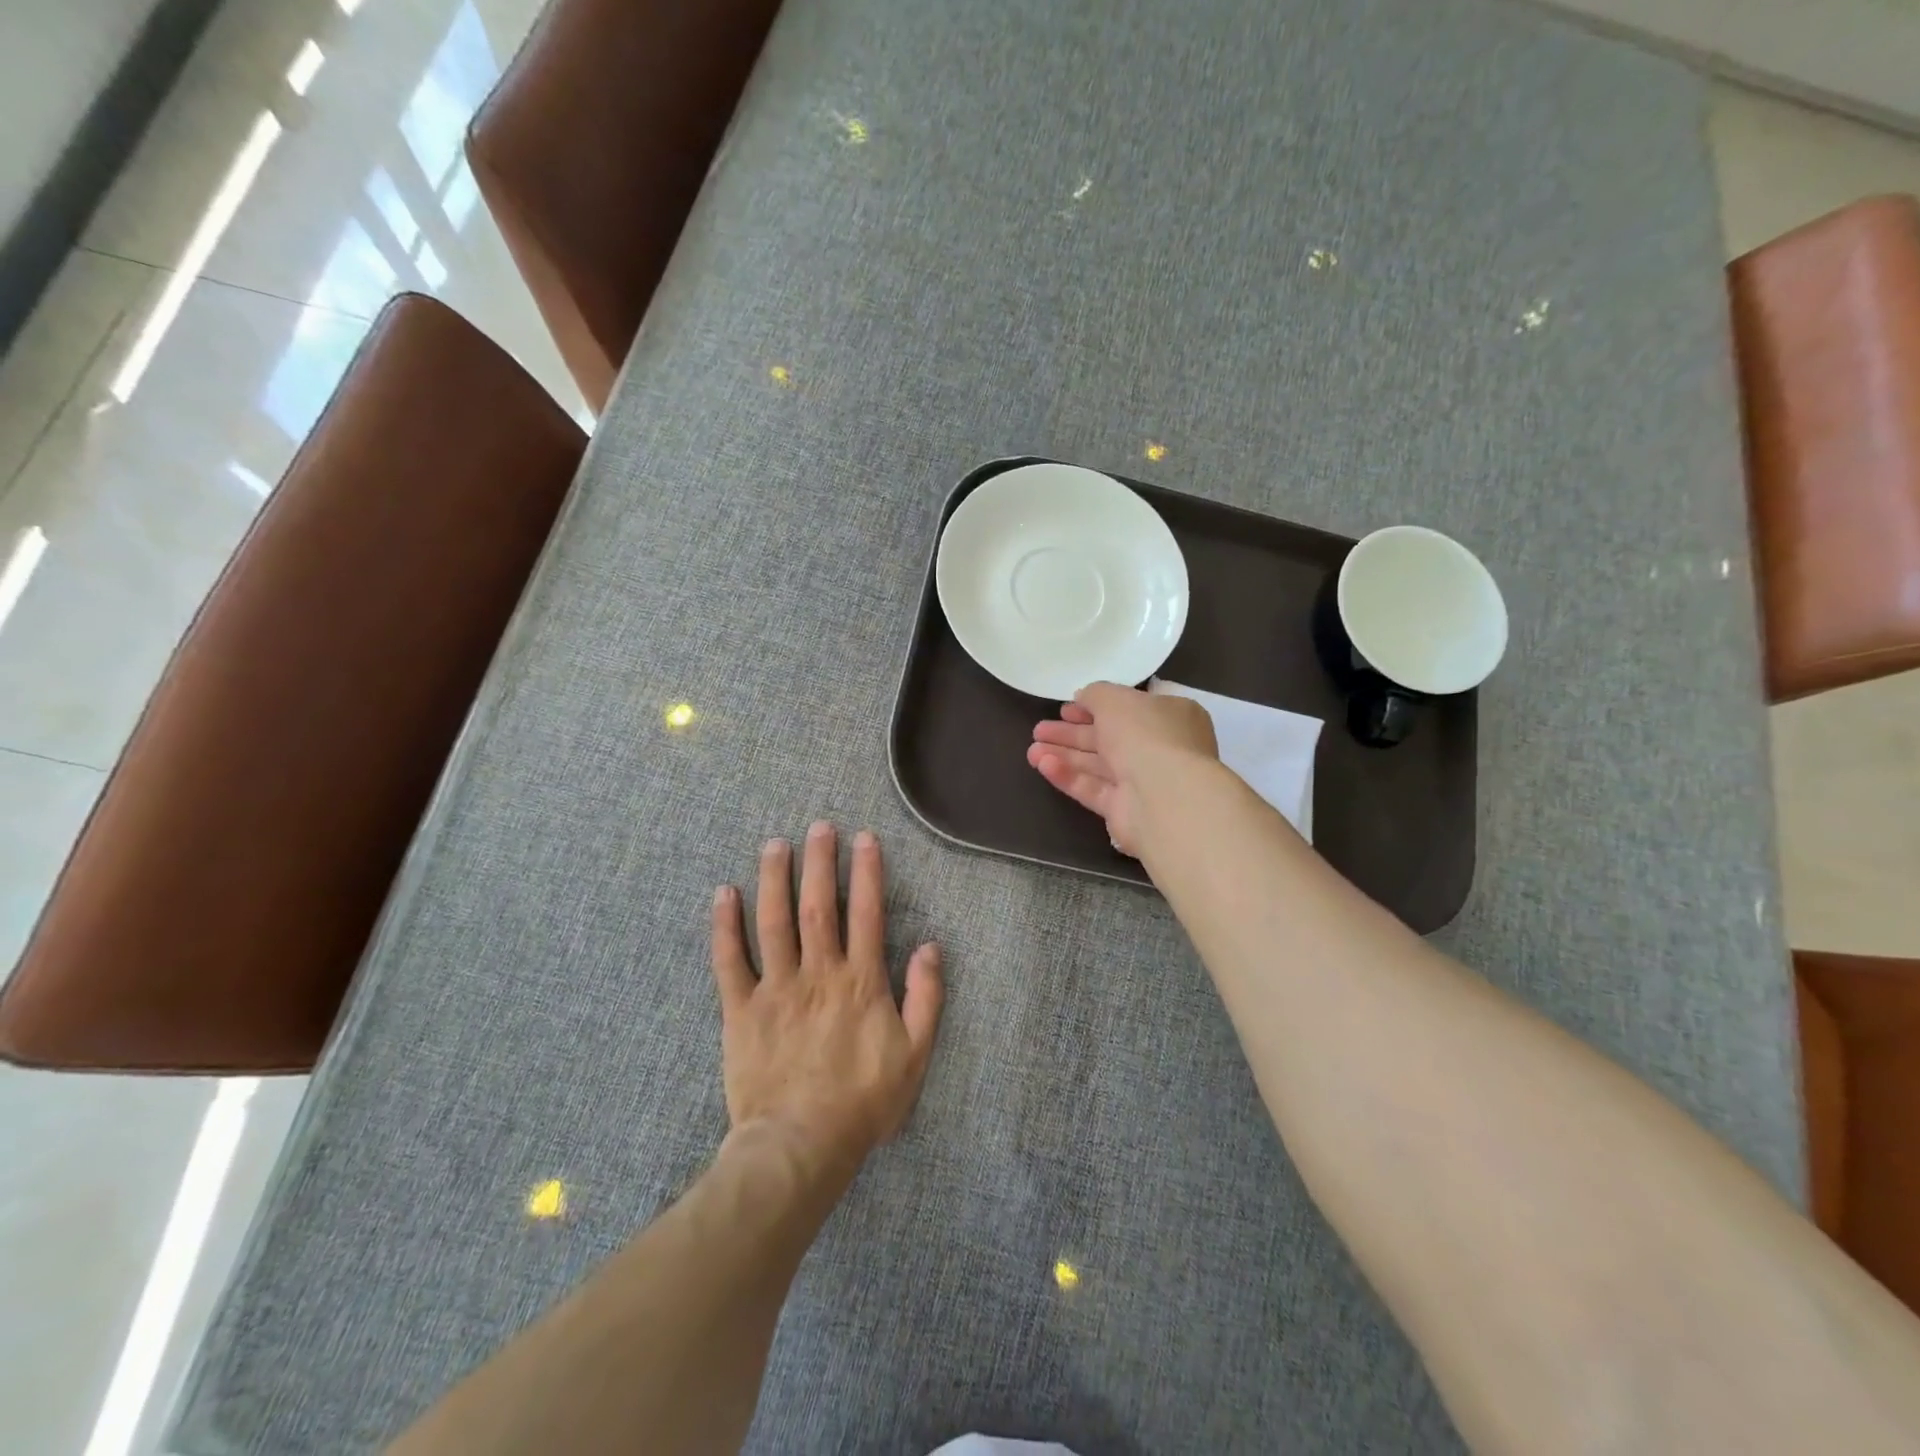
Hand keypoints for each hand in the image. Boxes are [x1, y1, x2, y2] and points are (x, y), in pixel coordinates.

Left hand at [711, 822, 943, 1171]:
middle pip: (818, 906)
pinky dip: (725, 926)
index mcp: (860, 982)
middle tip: (818, 826)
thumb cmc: (863, 1102)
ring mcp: (776, 989)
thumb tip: (930, 946)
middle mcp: (818, 973)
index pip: (866, 913)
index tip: (864, 839)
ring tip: (775, 845)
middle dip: (819, 862)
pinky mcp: (741, 1010)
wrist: (800, 1145)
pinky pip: (730, 961)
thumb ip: (926, 997)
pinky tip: (723, 894)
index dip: (866, 872)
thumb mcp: (915, 1055)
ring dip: (774, 879)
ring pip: (773, 922)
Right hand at [1026, 682, 1218, 855]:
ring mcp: (1143, 782)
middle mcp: (1159, 749)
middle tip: (1039, 730)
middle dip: (1071, 733)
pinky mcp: (1125, 810)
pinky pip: (1093, 789)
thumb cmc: (1146, 735)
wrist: (1164, 796)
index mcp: (1169, 717)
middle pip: (1108, 739)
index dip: (1094, 707)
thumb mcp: (1116, 699)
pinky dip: (1069, 776)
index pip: (1128, 709)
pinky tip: (1043, 765)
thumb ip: (1096, 694)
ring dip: (1064, 755)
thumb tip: (1084, 697)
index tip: (1064, 708)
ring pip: (1097, 765)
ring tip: (1031, 750)